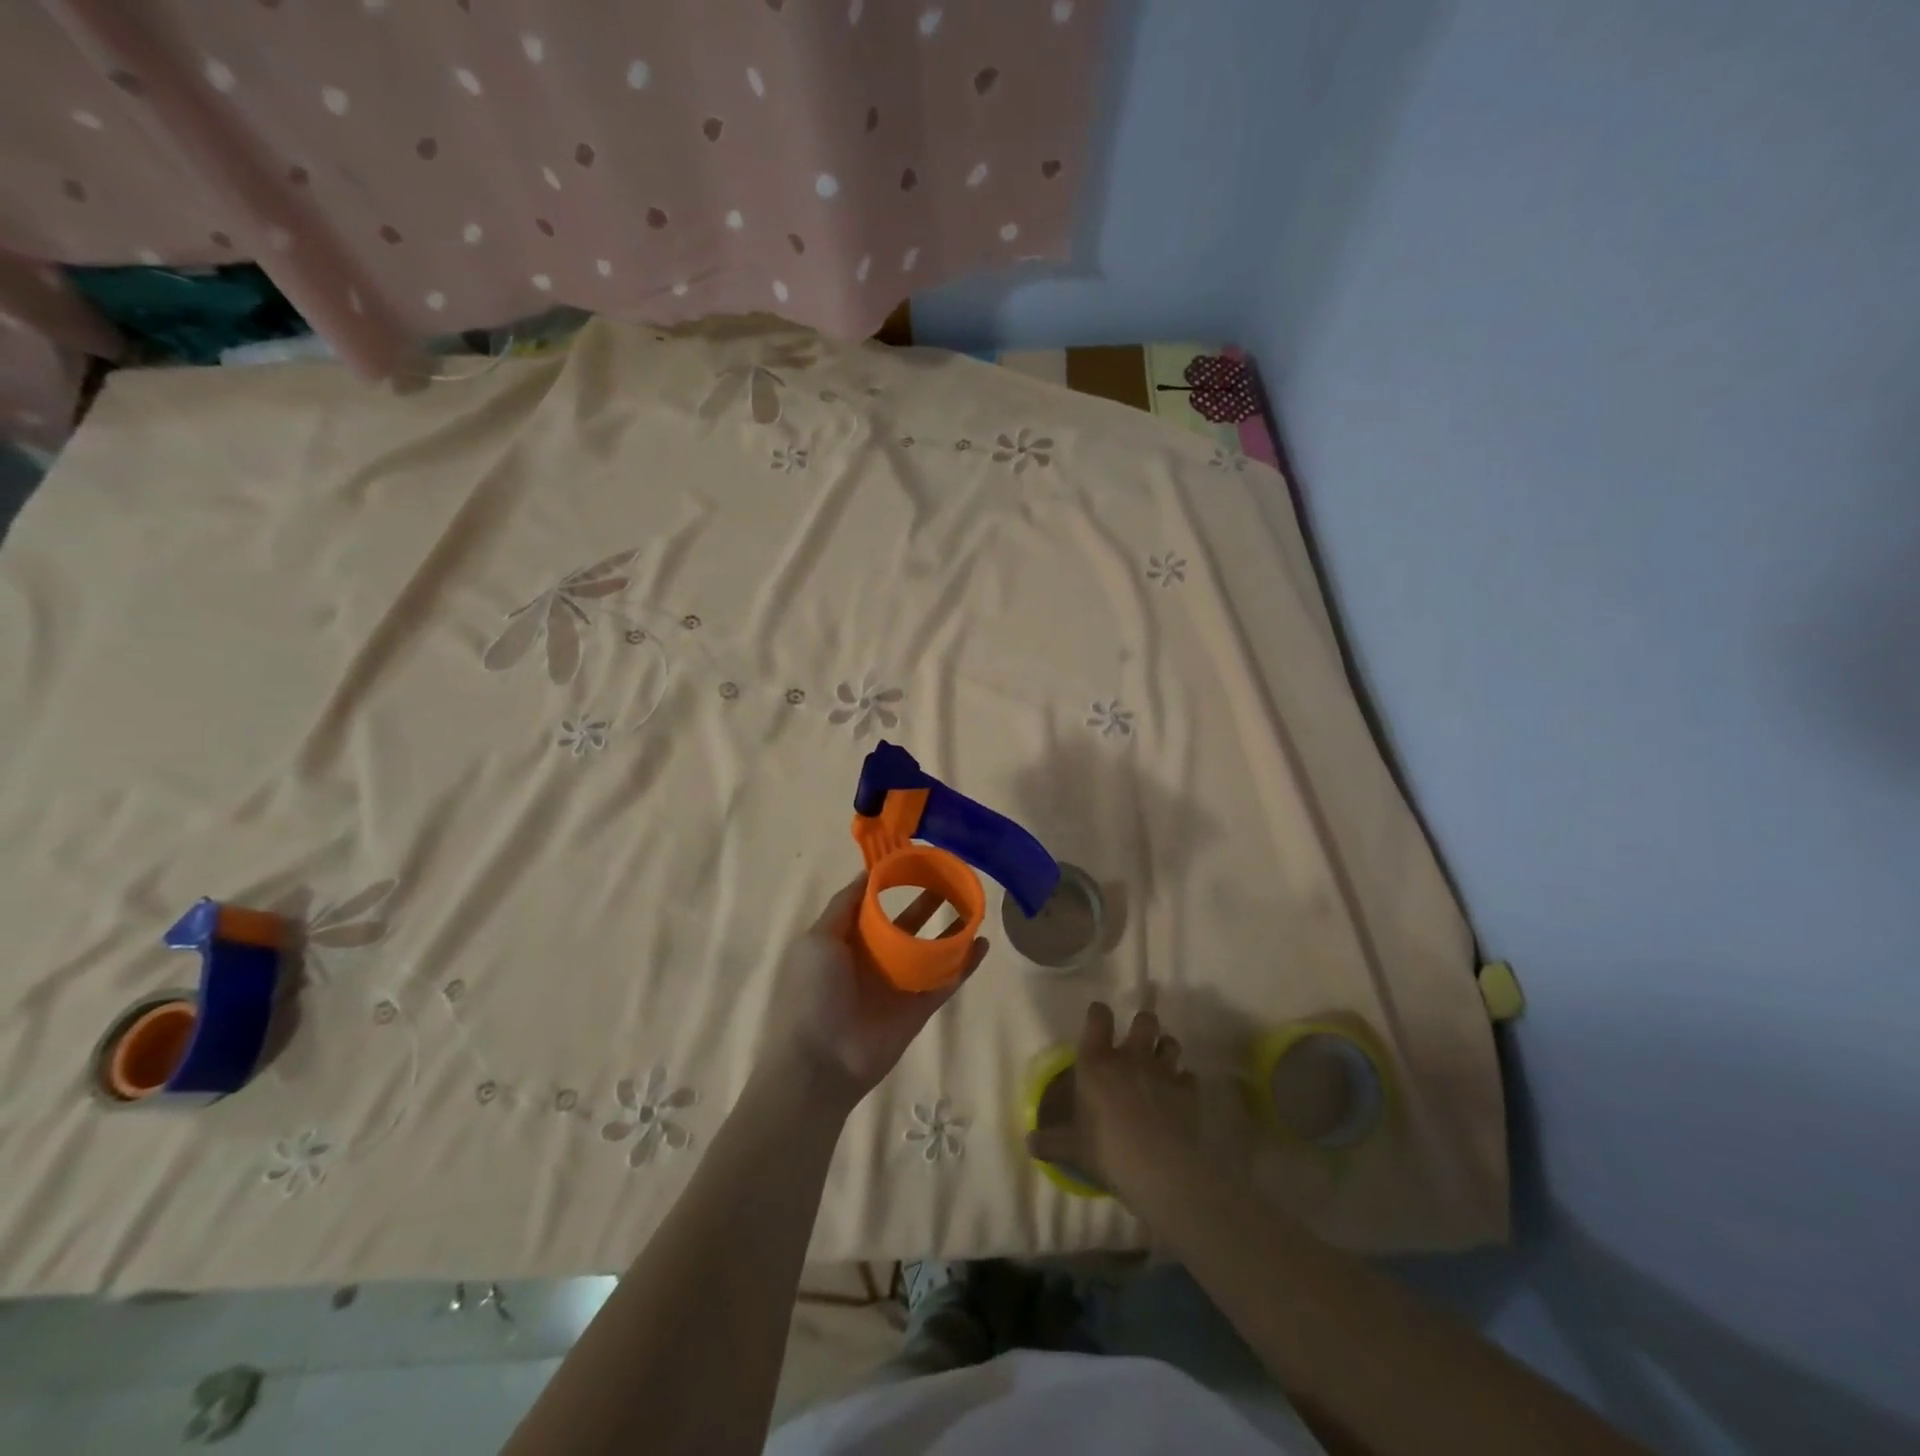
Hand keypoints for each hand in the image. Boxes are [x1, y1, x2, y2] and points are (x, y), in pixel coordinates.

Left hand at [763, 874, 988, 1110]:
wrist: (820, 1063)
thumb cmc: (813, 993)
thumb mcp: (818, 939)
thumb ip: (844, 905)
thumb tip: (868, 874)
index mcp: (846, 941)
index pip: (872, 904)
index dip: (892, 882)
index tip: (915, 860)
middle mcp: (873, 959)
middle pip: (906, 923)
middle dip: (927, 901)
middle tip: (950, 878)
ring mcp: (898, 984)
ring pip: (929, 950)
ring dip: (950, 930)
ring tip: (973, 905)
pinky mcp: (918, 1008)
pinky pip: (946, 981)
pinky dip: (965, 964)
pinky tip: (982, 944)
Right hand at [1026, 1003, 1200, 1200]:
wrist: (1159, 1169)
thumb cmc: (1106, 1150)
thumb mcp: (1070, 1148)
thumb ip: (1049, 1141)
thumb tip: (1029, 1143)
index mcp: (1097, 1061)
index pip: (1099, 1017)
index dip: (1099, 1013)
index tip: (1098, 1018)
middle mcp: (1131, 1056)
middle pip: (1145, 1020)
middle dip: (1143, 1026)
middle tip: (1137, 1043)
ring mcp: (1163, 1071)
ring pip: (1171, 1042)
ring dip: (1165, 1049)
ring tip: (1160, 1063)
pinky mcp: (1188, 1091)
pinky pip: (1189, 1076)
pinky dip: (1184, 1082)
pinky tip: (1179, 1096)